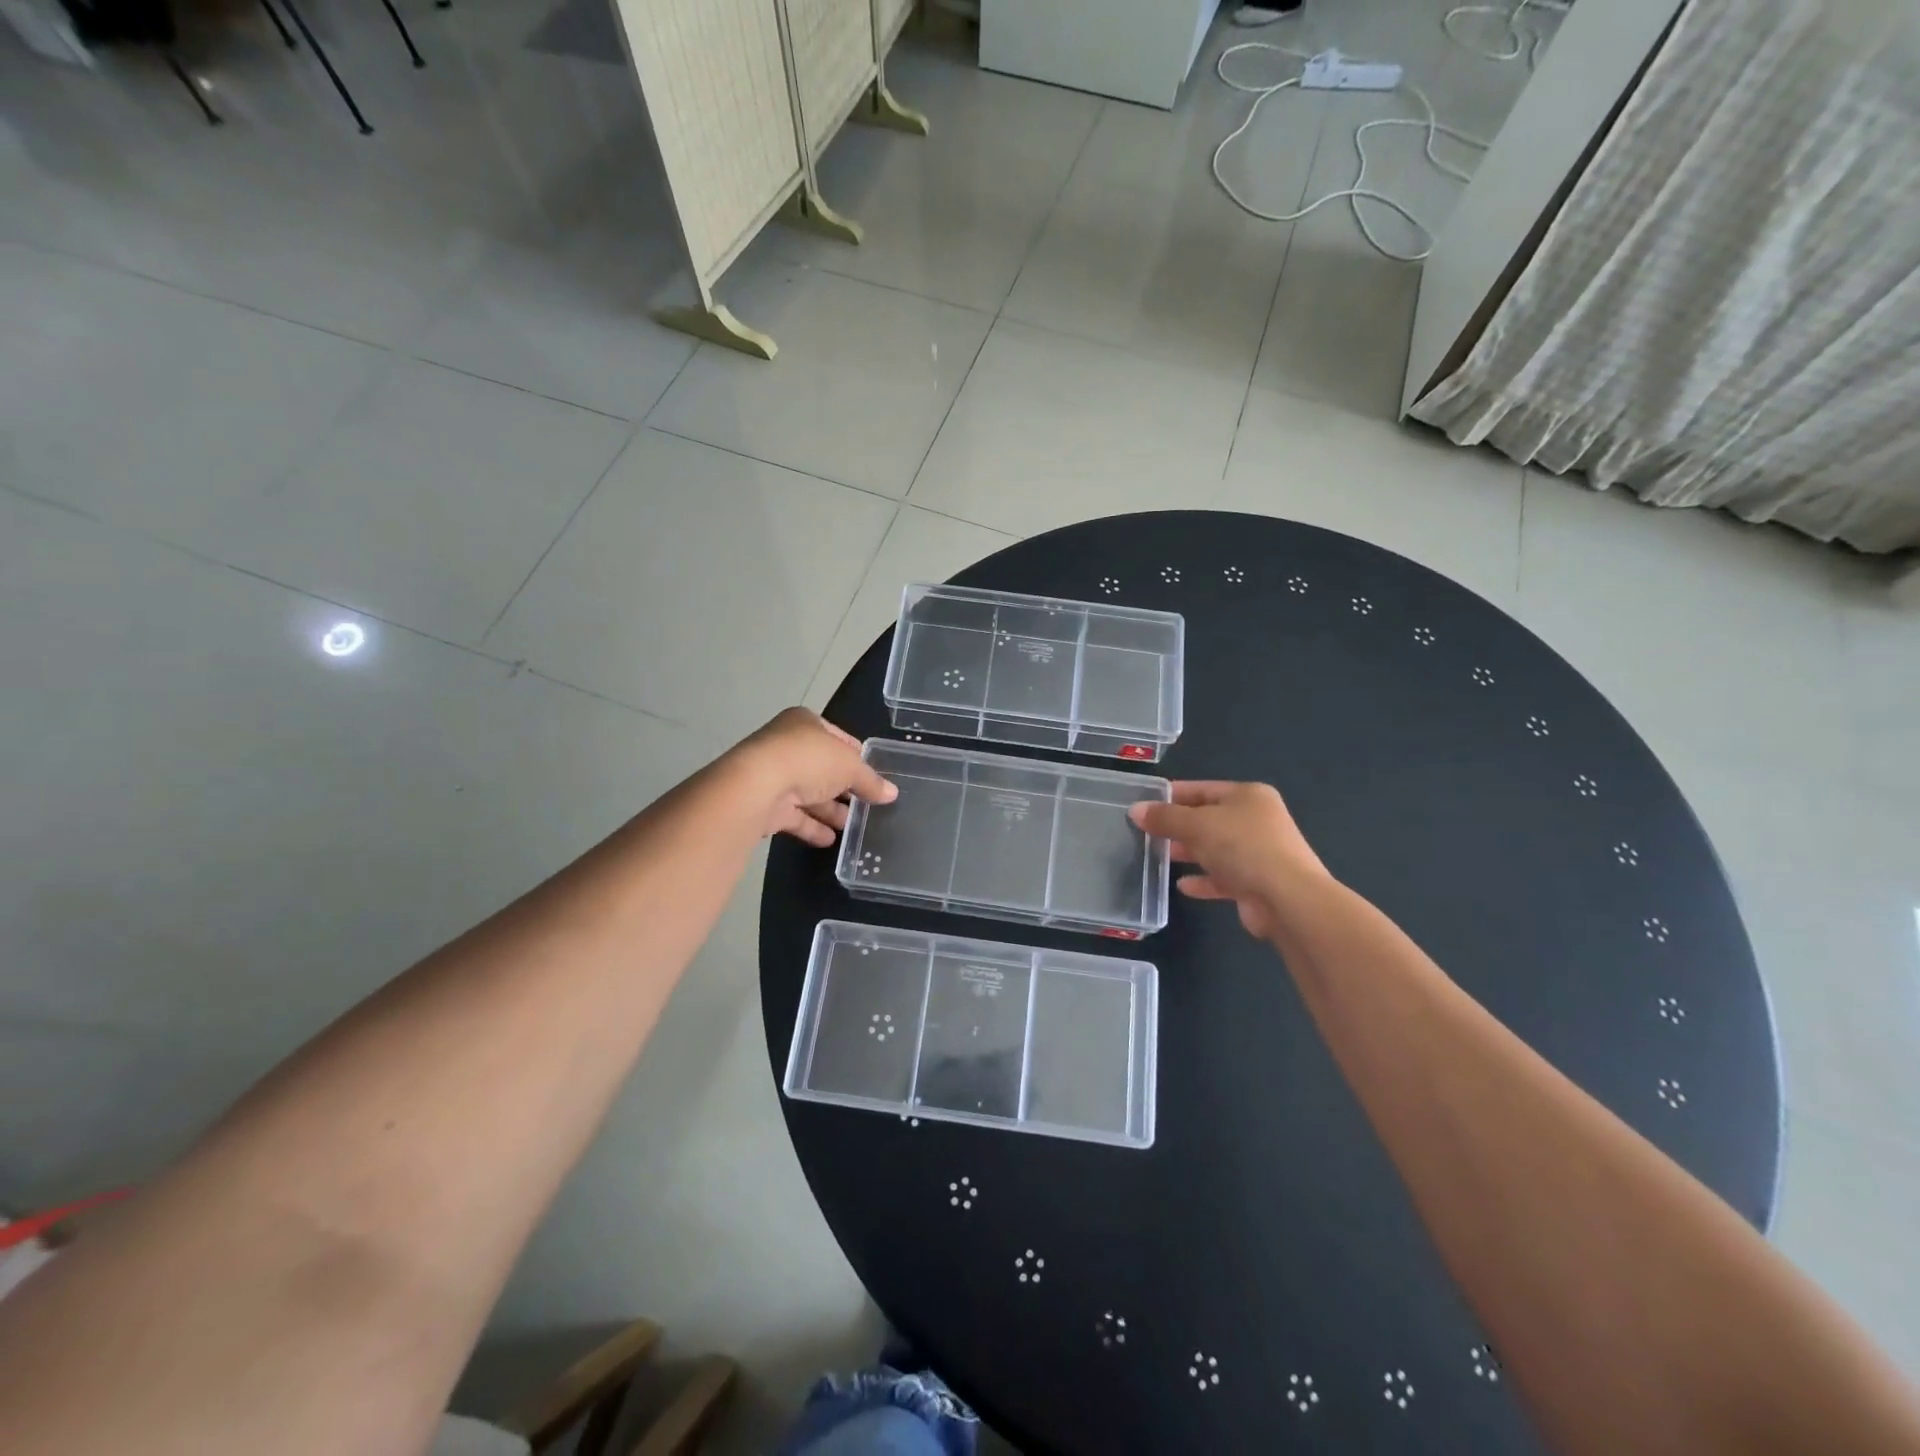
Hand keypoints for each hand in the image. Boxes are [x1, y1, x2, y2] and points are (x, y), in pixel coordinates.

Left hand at [728, 708, 896, 847]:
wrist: (757, 786)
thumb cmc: (809, 761)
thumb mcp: (850, 767)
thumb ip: (871, 781)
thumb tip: (892, 793)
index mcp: (805, 723)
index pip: (838, 737)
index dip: (857, 755)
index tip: (874, 775)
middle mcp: (786, 745)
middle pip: (822, 768)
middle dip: (844, 787)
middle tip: (866, 805)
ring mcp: (773, 775)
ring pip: (808, 793)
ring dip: (829, 810)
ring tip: (852, 826)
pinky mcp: (764, 804)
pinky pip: (794, 816)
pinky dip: (811, 827)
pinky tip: (830, 840)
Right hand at [1128, 781, 1326, 939]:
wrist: (1287, 899)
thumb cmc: (1242, 847)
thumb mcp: (1197, 825)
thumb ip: (1165, 818)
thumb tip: (1135, 811)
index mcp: (1248, 796)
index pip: (1202, 789)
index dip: (1172, 796)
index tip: (1144, 804)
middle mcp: (1256, 820)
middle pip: (1208, 819)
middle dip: (1178, 826)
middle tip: (1146, 833)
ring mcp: (1259, 853)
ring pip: (1215, 848)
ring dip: (1189, 852)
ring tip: (1158, 857)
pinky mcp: (1257, 883)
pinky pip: (1223, 877)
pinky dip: (1203, 879)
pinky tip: (1183, 886)